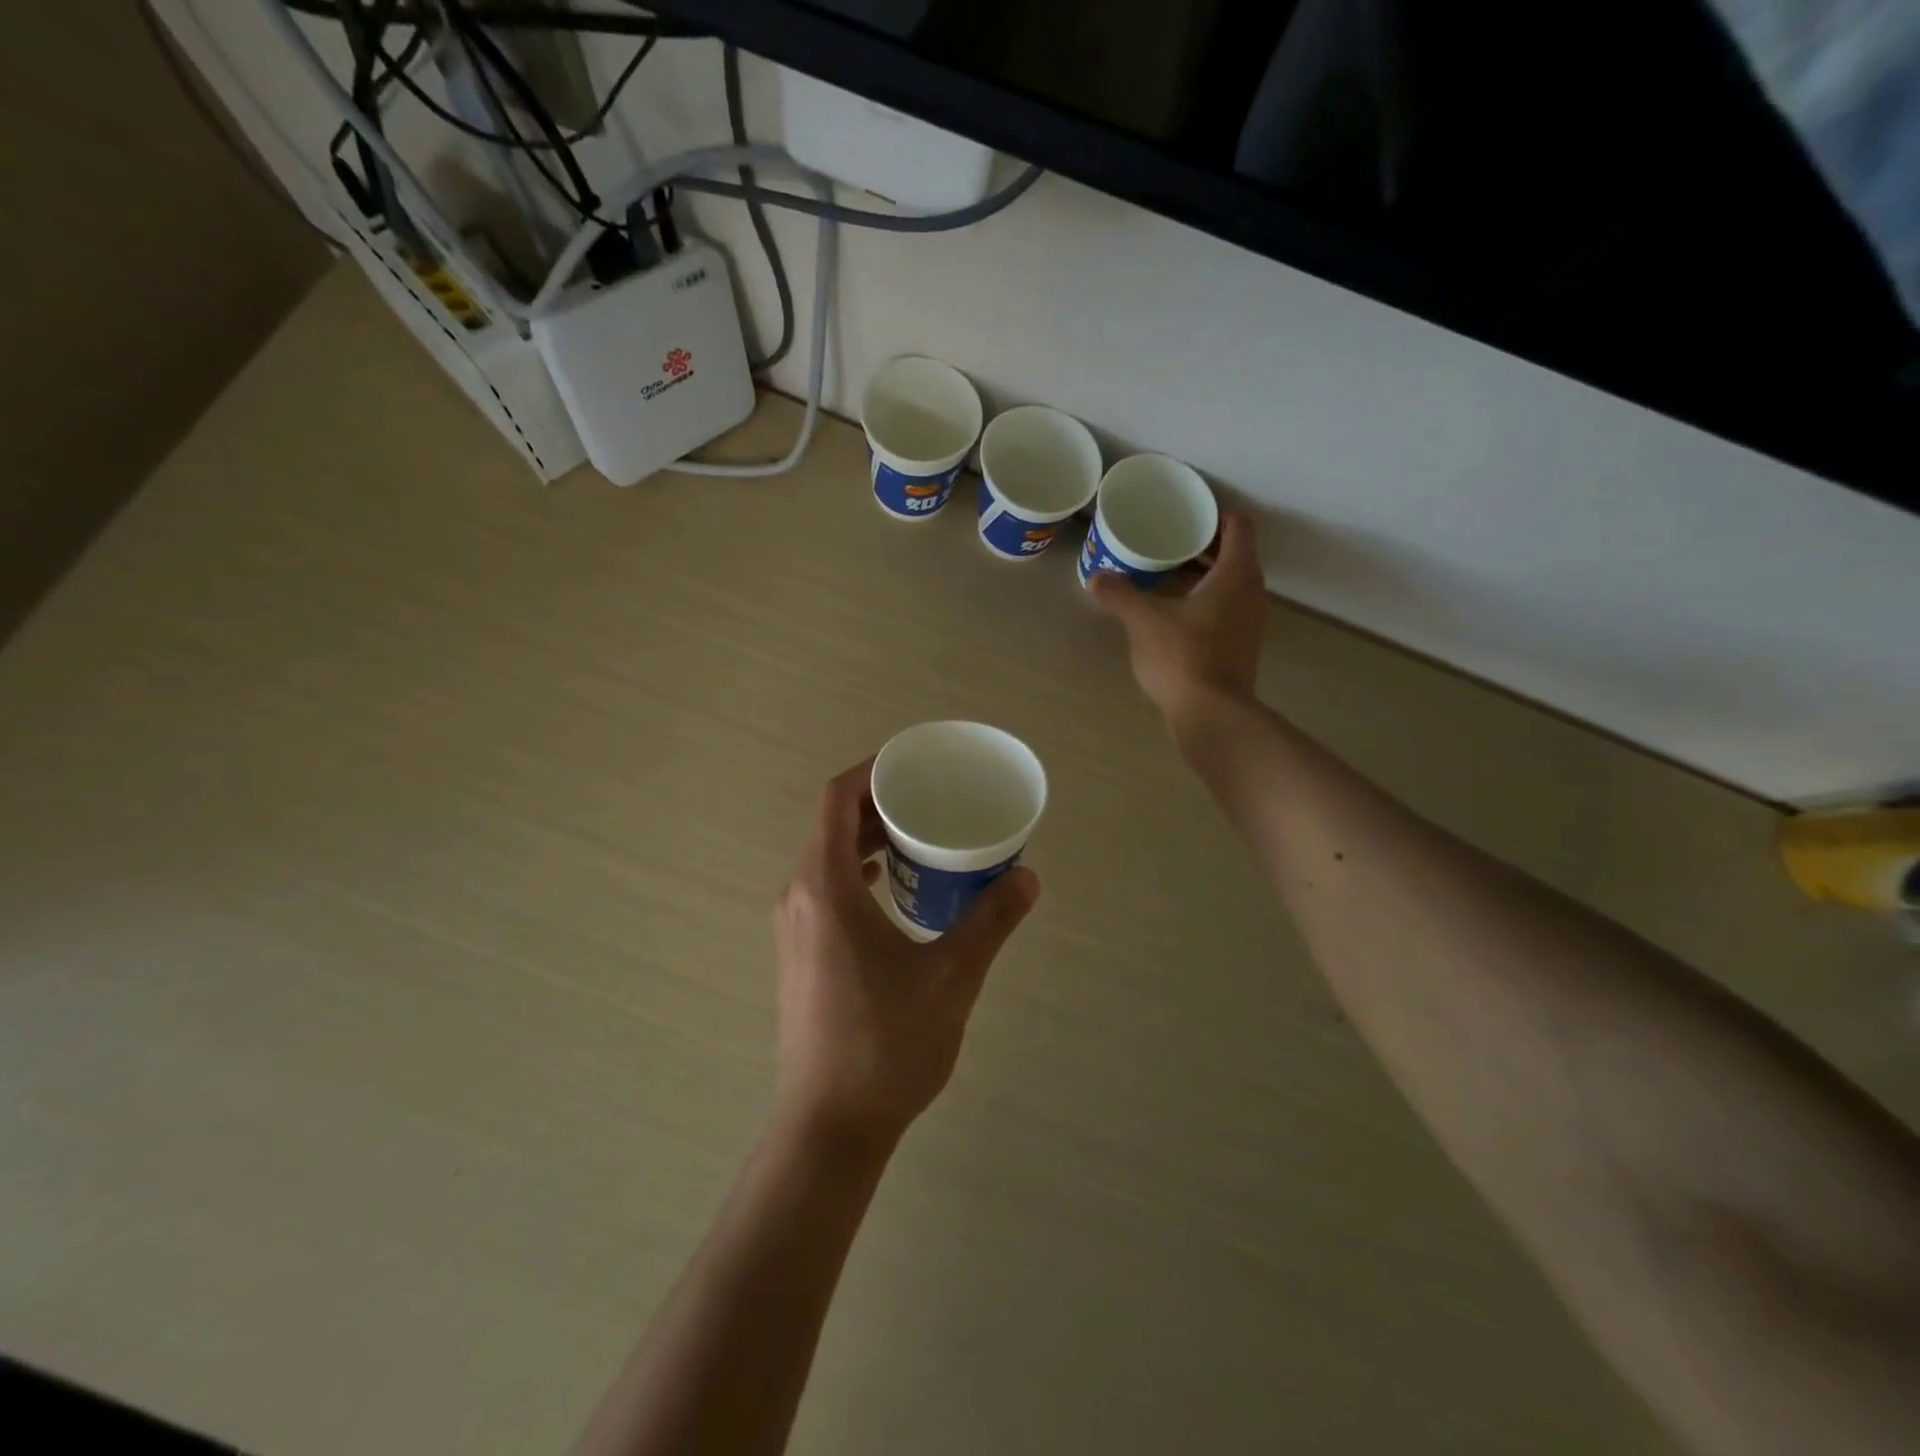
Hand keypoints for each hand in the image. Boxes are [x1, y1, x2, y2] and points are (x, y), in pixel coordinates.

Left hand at [772, 761, 1039, 1151]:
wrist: (829, 1126)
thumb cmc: (886, 1044)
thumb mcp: (951, 977)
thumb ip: (989, 921)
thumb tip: (1027, 876)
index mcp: (825, 887)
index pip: (837, 799)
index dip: (872, 770)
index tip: (914, 764)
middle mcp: (800, 896)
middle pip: (832, 824)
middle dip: (879, 803)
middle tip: (931, 799)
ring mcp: (795, 927)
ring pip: (829, 858)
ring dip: (869, 839)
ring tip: (920, 838)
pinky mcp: (801, 953)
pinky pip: (828, 888)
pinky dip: (860, 872)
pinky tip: (897, 890)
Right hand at [1089, 510, 1265, 720]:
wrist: (1211, 714)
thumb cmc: (1183, 656)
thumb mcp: (1143, 620)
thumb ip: (1119, 594)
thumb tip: (1095, 578)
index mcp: (1236, 574)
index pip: (1238, 527)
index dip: (1215, 515)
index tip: (1187, 515)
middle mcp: (1252, 593)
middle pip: (1236, 555)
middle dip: (1204, 545)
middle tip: (1170, 541)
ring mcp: (1250, 623)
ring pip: (1231, 584)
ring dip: (1205, 575)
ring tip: (1168, 574)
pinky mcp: (1241, 647)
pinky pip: (1226, 609)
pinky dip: (1206, 602)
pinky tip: (1175, 613)